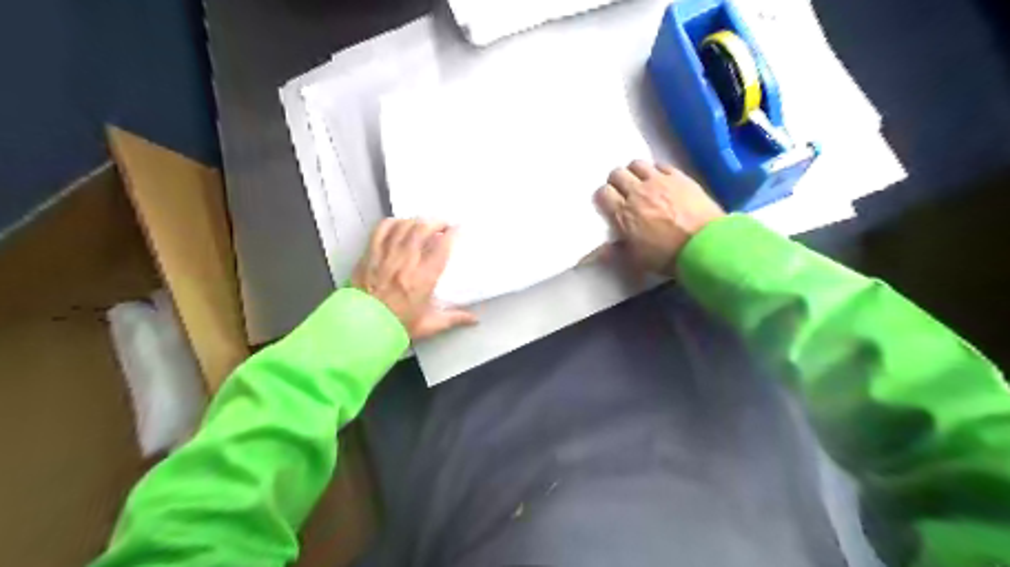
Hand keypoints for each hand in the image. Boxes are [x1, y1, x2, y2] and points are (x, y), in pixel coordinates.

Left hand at [353, 220, 477, 338]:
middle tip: (442, 225)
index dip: (452, 234)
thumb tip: (474, 320)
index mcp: (423, 279)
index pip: (442, 248)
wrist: (362, 329)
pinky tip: (398, 224)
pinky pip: (381, 230)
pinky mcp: (369, 255)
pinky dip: (392, 223)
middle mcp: (406, 262)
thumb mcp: (429, 325)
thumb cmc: (397, 327)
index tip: (457, 230)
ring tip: (423, 224)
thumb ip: (454, 319)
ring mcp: (386, 256)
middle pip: (422, 229)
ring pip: (403, 226)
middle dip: (436, 222)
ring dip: (416, 221)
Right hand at [593, 160, 725, 273]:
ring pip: (637, 164)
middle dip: (617, 181)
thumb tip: (600, 251)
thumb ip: (615, 252)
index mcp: (623, 213)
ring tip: (641, 181)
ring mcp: (658, 181)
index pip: (603, 194)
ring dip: (635, 172)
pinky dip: (656, 170)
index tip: (608, 203)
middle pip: (617, 174)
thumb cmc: (667, 256)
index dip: (604, 196)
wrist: (704, 245)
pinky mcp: (678, 176)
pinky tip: (661, 180)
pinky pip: (660, 165)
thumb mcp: (636, 260)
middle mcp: (637, 192)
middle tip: (623, 191)